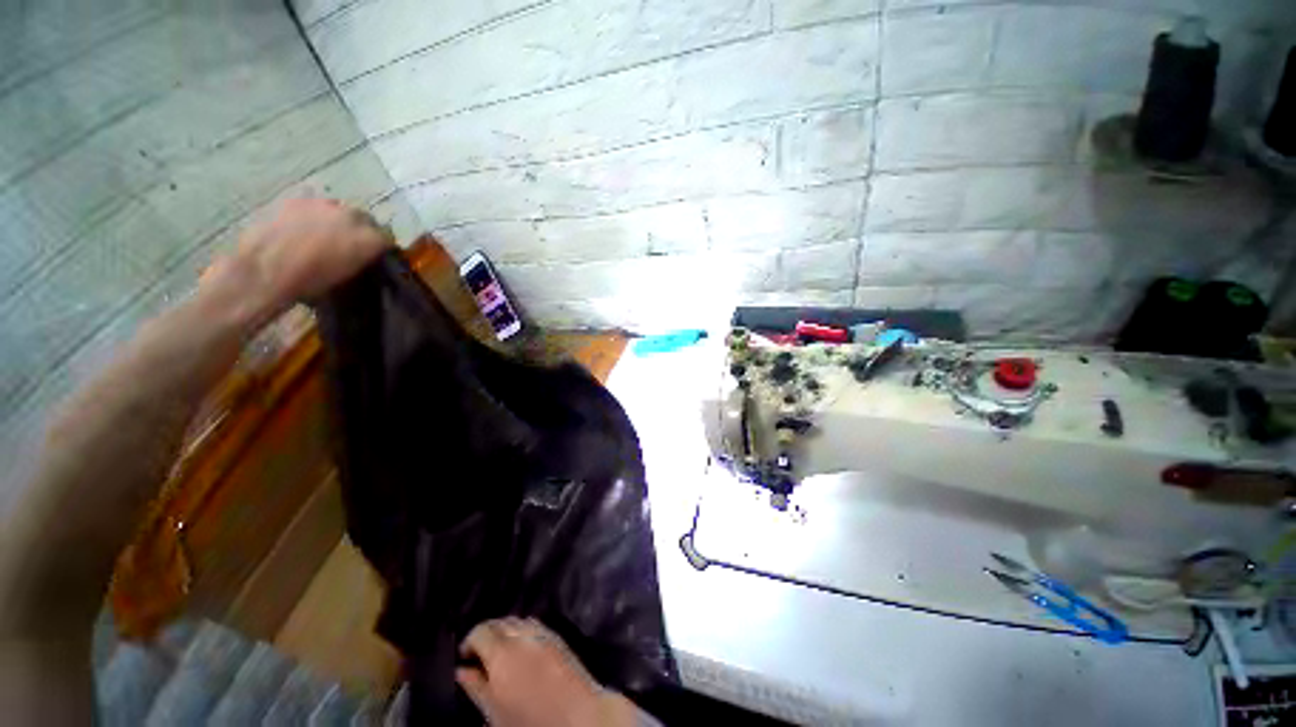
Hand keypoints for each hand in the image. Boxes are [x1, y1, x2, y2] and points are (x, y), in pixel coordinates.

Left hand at [207, 198, 391, 314]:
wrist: (263, 272)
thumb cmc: (310, 284)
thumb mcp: (348, 278)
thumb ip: (362, 260)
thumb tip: (363, 257)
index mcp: (370, 239)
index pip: (387, 238)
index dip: (381, 247)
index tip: (375, 257)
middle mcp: (352, 216)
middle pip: (365, 219)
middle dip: (361, 230)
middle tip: (350, 245)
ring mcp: (323, 205)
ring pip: (339, 210)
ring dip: (337, 221)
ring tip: (324, 237)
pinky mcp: (297, 201)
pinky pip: (313, 207)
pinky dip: (313, 217)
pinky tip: (303, 231)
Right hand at [456, 617, 642, 726]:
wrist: (578, 715)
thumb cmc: (530, 721)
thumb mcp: (494, 711)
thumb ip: (476, 687)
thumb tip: (461, 671)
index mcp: (503, 651)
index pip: (480, 630)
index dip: (469, 642)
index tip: (465, 659)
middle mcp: (523, 634)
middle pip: (500, 621)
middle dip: (487, 634)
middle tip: (481, 657)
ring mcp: (543, 632)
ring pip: (517, 621)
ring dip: (506, 631)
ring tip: (501, 655)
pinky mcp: (558, 636)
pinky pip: (535, 625)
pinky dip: (523, 632)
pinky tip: (523, 652)